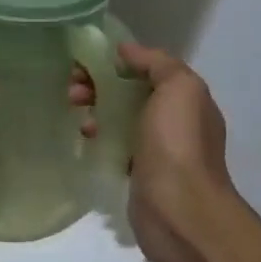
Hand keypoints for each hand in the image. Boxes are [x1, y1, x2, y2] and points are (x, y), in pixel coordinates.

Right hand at [74, 43, 252, 261]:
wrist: (180, 211)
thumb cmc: (178, 144)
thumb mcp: (178, 88)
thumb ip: (156, 63)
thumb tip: (127, 51)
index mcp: (186, 98)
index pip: (148, 69)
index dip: (117, 61)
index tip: (87, 62)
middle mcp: (175, 121)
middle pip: (130, 92)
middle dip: (100, 84)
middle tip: (73, 89)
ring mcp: (157, 149)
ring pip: (120, 117)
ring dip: (96, 109)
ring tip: (78, 115)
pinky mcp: (139, 173)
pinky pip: (115, 144)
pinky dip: (99, 136)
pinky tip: (87, 138)